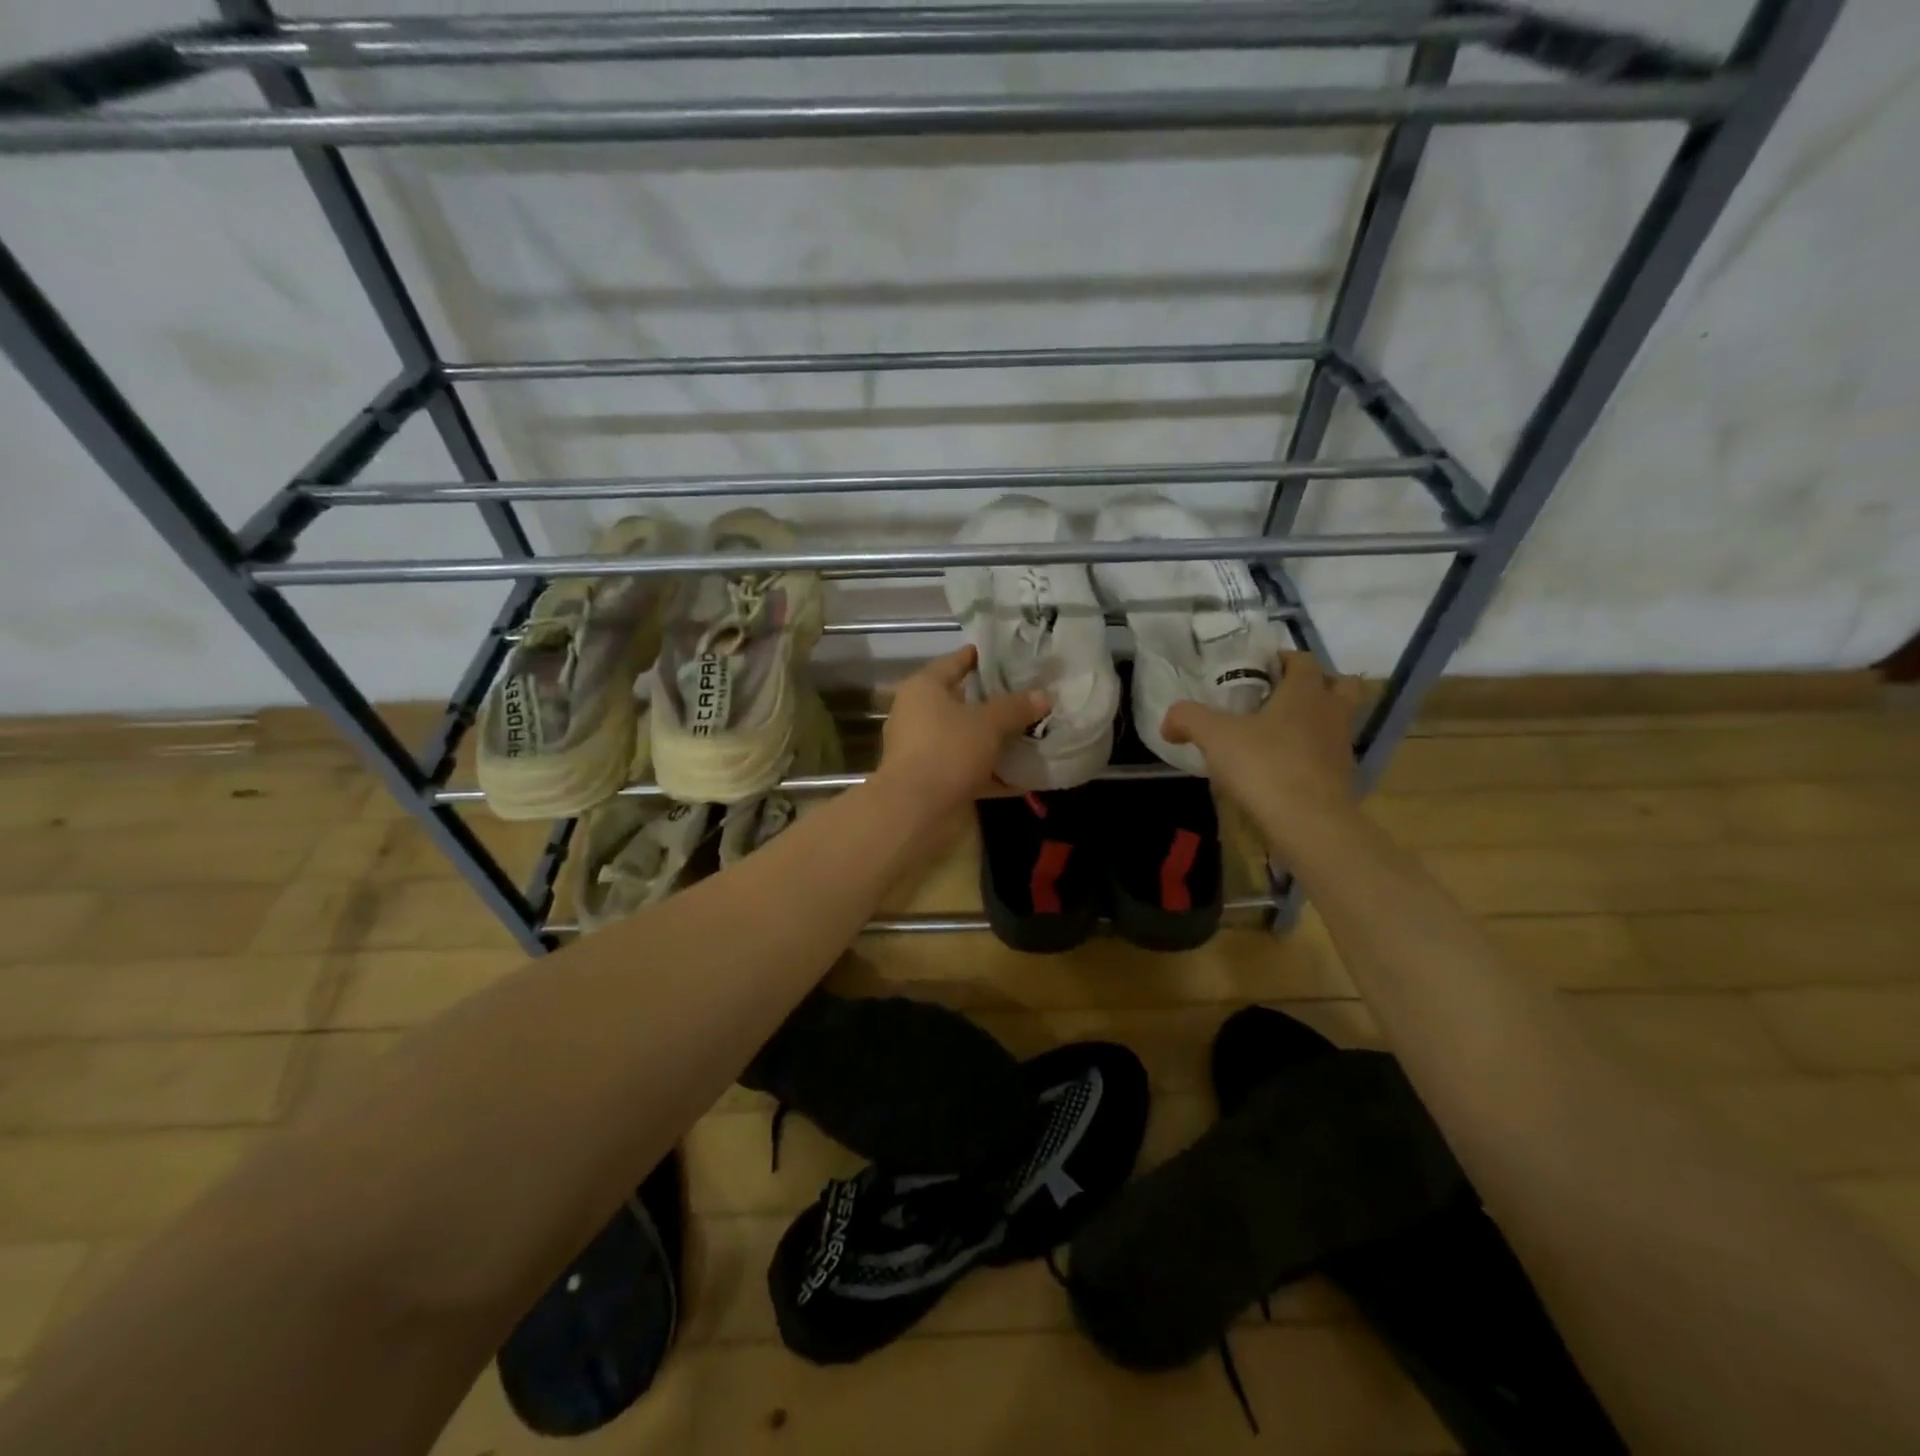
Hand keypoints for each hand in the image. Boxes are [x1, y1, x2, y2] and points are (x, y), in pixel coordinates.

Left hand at [875, 646, 1048, 813]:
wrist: (916, 810)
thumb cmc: (948, 750)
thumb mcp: (988, 723)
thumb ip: (1016, 707)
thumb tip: (1044, 695)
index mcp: (924, 688)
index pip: (955, 662)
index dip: (982, 657)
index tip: (1010, 656)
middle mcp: (918, 714)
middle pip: (962, 702)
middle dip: (995, 702)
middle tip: (1030, 696)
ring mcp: (924, 749)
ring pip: (967, 738)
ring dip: (995, 740)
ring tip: (1032, 734)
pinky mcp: (933, 780)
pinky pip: (969, 769)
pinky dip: (992, 773)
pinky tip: (1023, 776)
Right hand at [1162, 651, 1364, 853]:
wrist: (1309, 823)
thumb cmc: (1264, 766)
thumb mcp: (1214, 737)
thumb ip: (1188, 719)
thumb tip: (1168, 722)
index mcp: (1305, 692)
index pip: (1304, 660)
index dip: (1283, 659)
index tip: (1260, 667)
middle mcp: (1332, 712)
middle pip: (1339, 684)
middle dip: (1316, 684)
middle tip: (1282, 695)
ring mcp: (1342, 746)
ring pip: (1338, 720)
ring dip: (1317, 719)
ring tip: (1280, 733)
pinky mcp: (1344, 778)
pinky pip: (1330, 754)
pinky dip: (1313, 754)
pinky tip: (1285, 766)